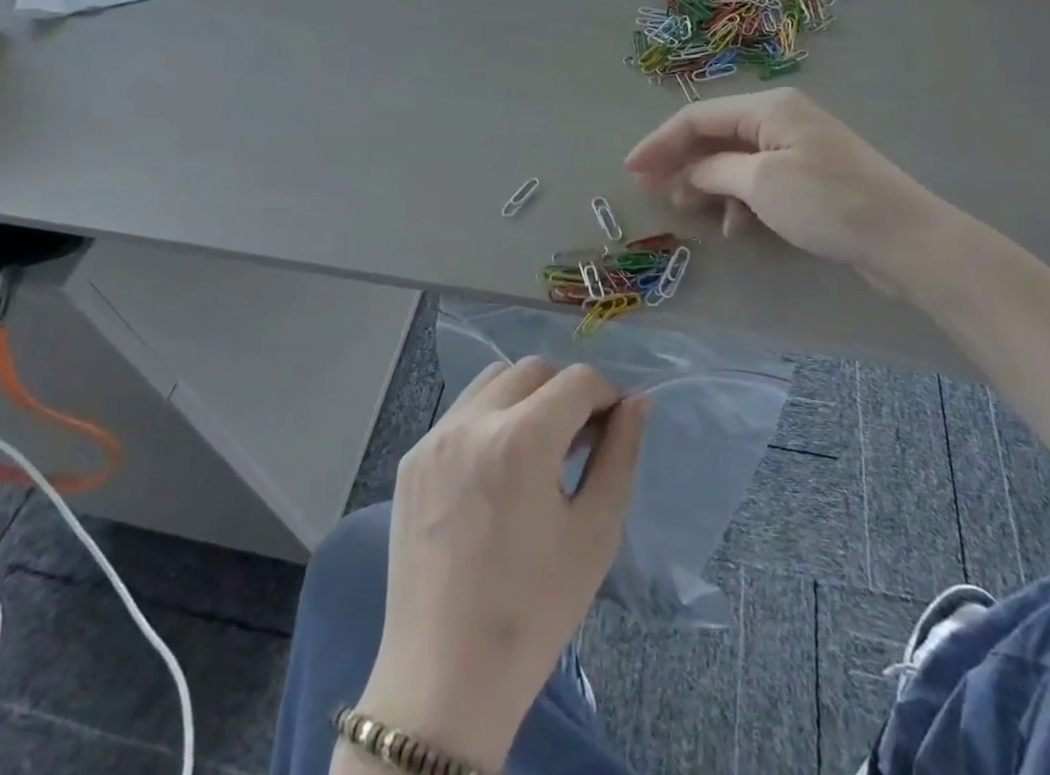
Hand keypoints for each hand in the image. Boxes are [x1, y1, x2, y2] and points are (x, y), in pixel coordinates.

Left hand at [360, 360, 647, 769]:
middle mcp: (473, 422)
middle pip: (533, 370)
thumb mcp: (595, 533)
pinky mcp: (412, 459)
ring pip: (493, 381)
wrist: (443, 679)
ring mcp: (435, 437)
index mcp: (521, 439)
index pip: (577, 380)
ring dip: (525, 397)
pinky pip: (461, 413)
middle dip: (566, 391)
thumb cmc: (534, 612)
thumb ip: (619, 455)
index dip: (606, 395)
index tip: (614, 427)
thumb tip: (637, 403)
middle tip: (580, 438)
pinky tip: (497, 470)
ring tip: (538, 448)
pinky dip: (489, 419)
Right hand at [625, 87, 974, 304]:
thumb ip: (715, 171)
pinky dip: (740, 199)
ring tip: (688, 210)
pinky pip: (760, 180)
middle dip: (681, 161)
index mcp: (768, 107)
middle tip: (651, 189)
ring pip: (736, 160)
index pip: (698, 116)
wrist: (904, 239)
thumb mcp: (761, 183)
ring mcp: (798, 147)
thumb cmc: (827, 202)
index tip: (630, 170)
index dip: (659, 142)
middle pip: (715, 134)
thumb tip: (688, 173)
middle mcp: (781, 118)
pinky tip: (736, 226)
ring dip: (709, 183)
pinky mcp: (811, 176)